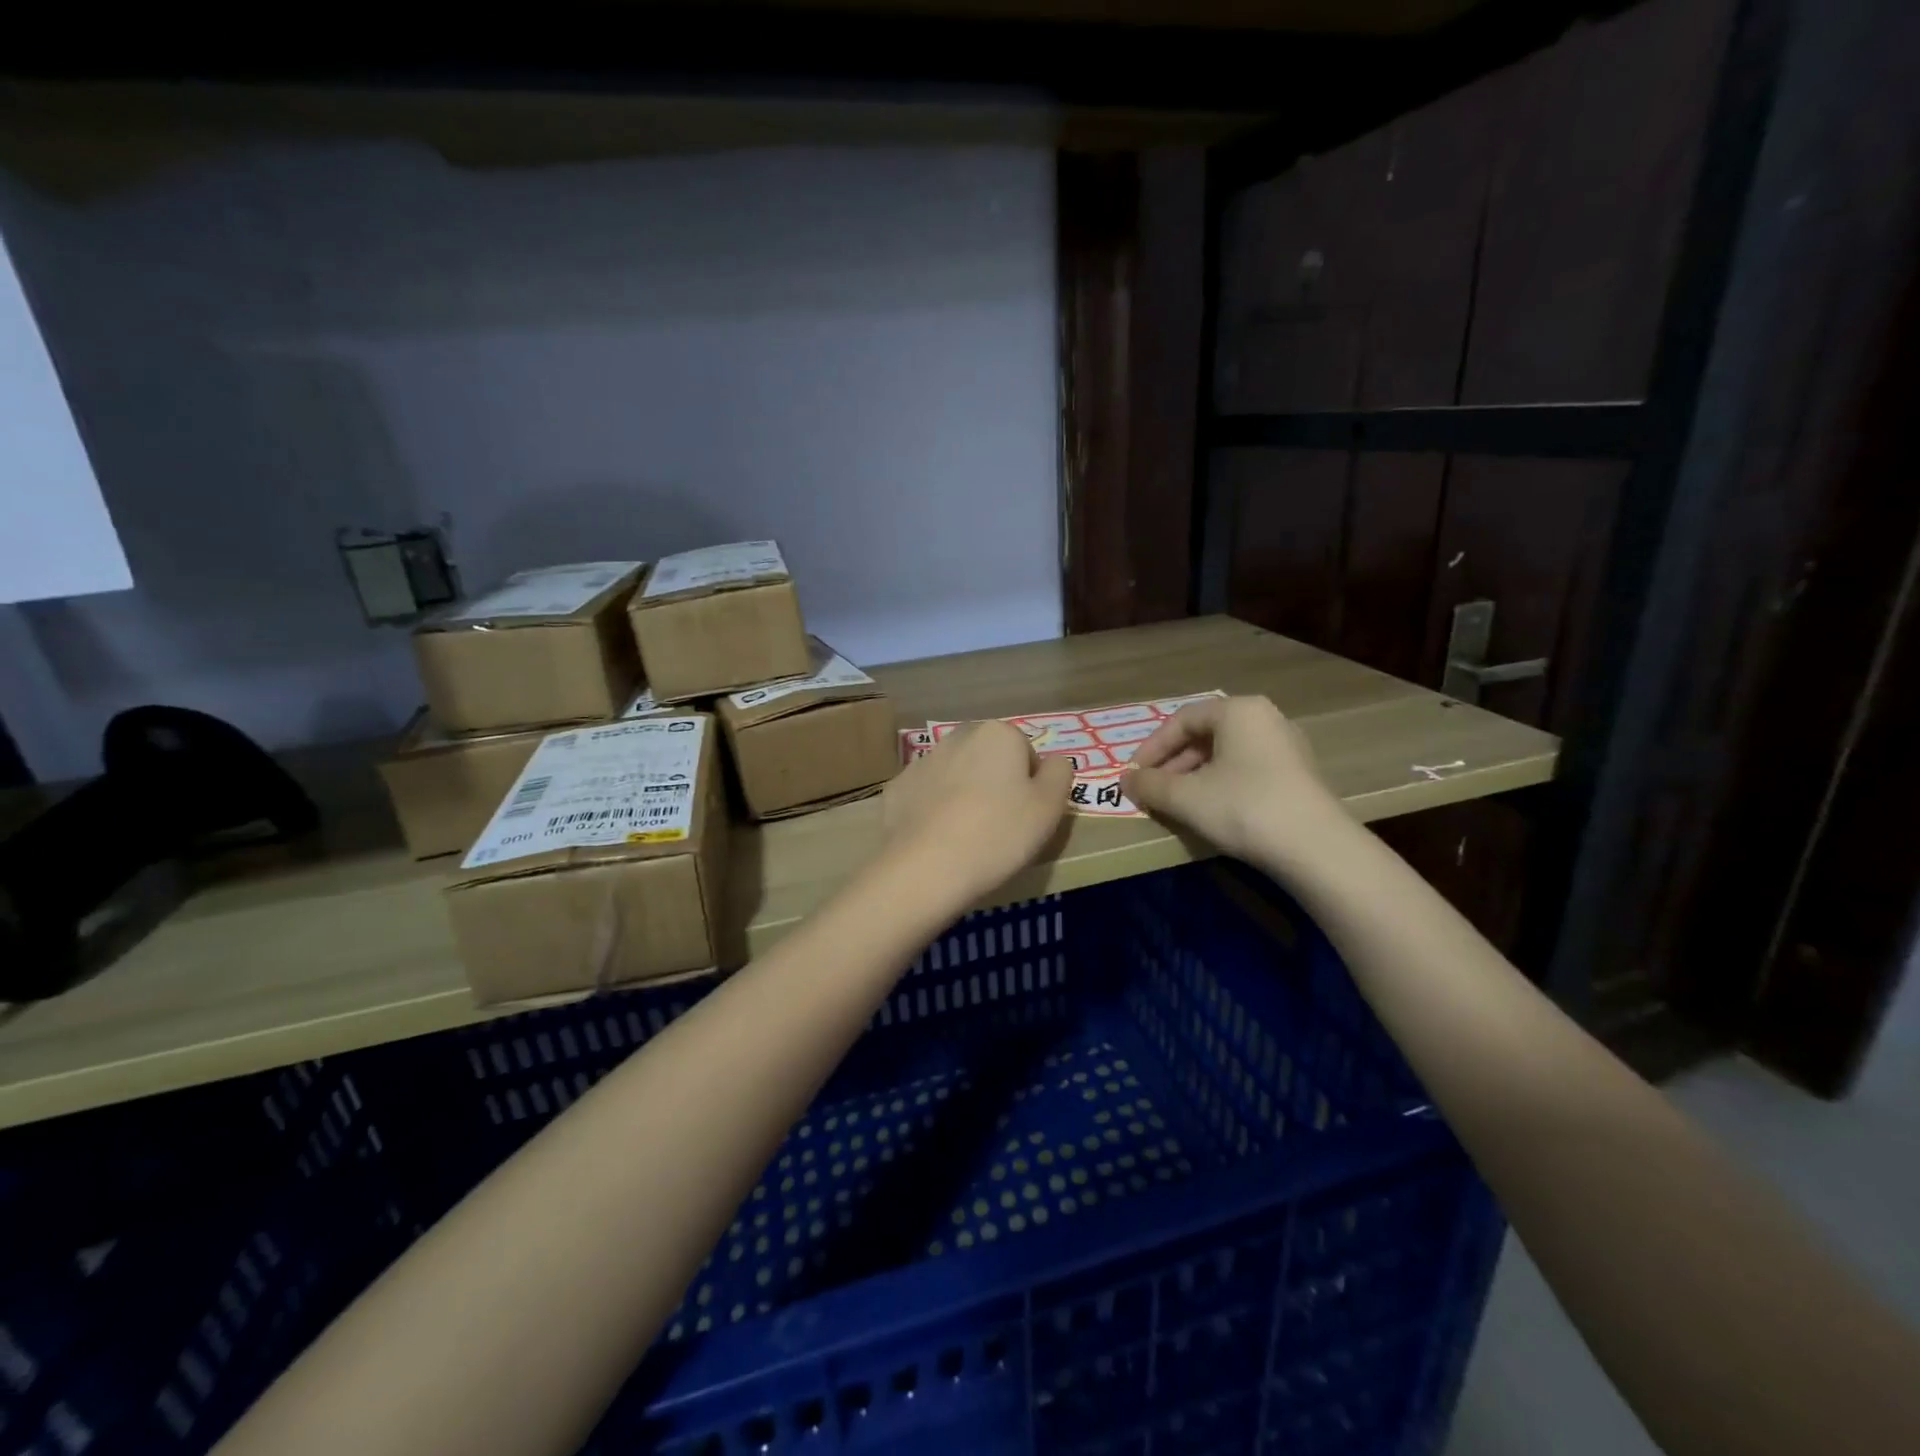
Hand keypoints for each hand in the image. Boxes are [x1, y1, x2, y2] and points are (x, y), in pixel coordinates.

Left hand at [882, 721, 1074, 903]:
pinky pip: (927, 796)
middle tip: (1000, 827)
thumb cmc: (998, 834)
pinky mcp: (897, 788)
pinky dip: (934, 811)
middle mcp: (958, 736)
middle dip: (996, 785)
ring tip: (968, 837)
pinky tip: (938, 840)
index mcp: (999, 734)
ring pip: (956, 775)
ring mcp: (922, 761)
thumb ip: (1060, 774)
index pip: (1027, 754)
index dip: (1032, 787)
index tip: (1026, 818)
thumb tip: (1054, 760)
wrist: (925, 867)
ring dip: (964, 795)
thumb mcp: (1049, 807)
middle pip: (989, 759)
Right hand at [1125, 695, 1343, 864]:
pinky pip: (1246, 769)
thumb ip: (1149, 785)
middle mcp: (1265, 718)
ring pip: (1225, 754)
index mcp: (1238, 711)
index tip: (1134, 775)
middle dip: (1172, 764)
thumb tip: (1125, 781)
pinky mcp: (1298, 775)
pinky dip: (1219, 784)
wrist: (1315, 848)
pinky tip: (1209, 810)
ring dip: (1193, 776)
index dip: (1151, 748)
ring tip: (1176, 803)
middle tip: (1152, 791)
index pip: (1182, 720)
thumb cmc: (1243, 807)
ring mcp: (1286, 747)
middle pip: (1205, 735)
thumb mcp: (1185, 797)